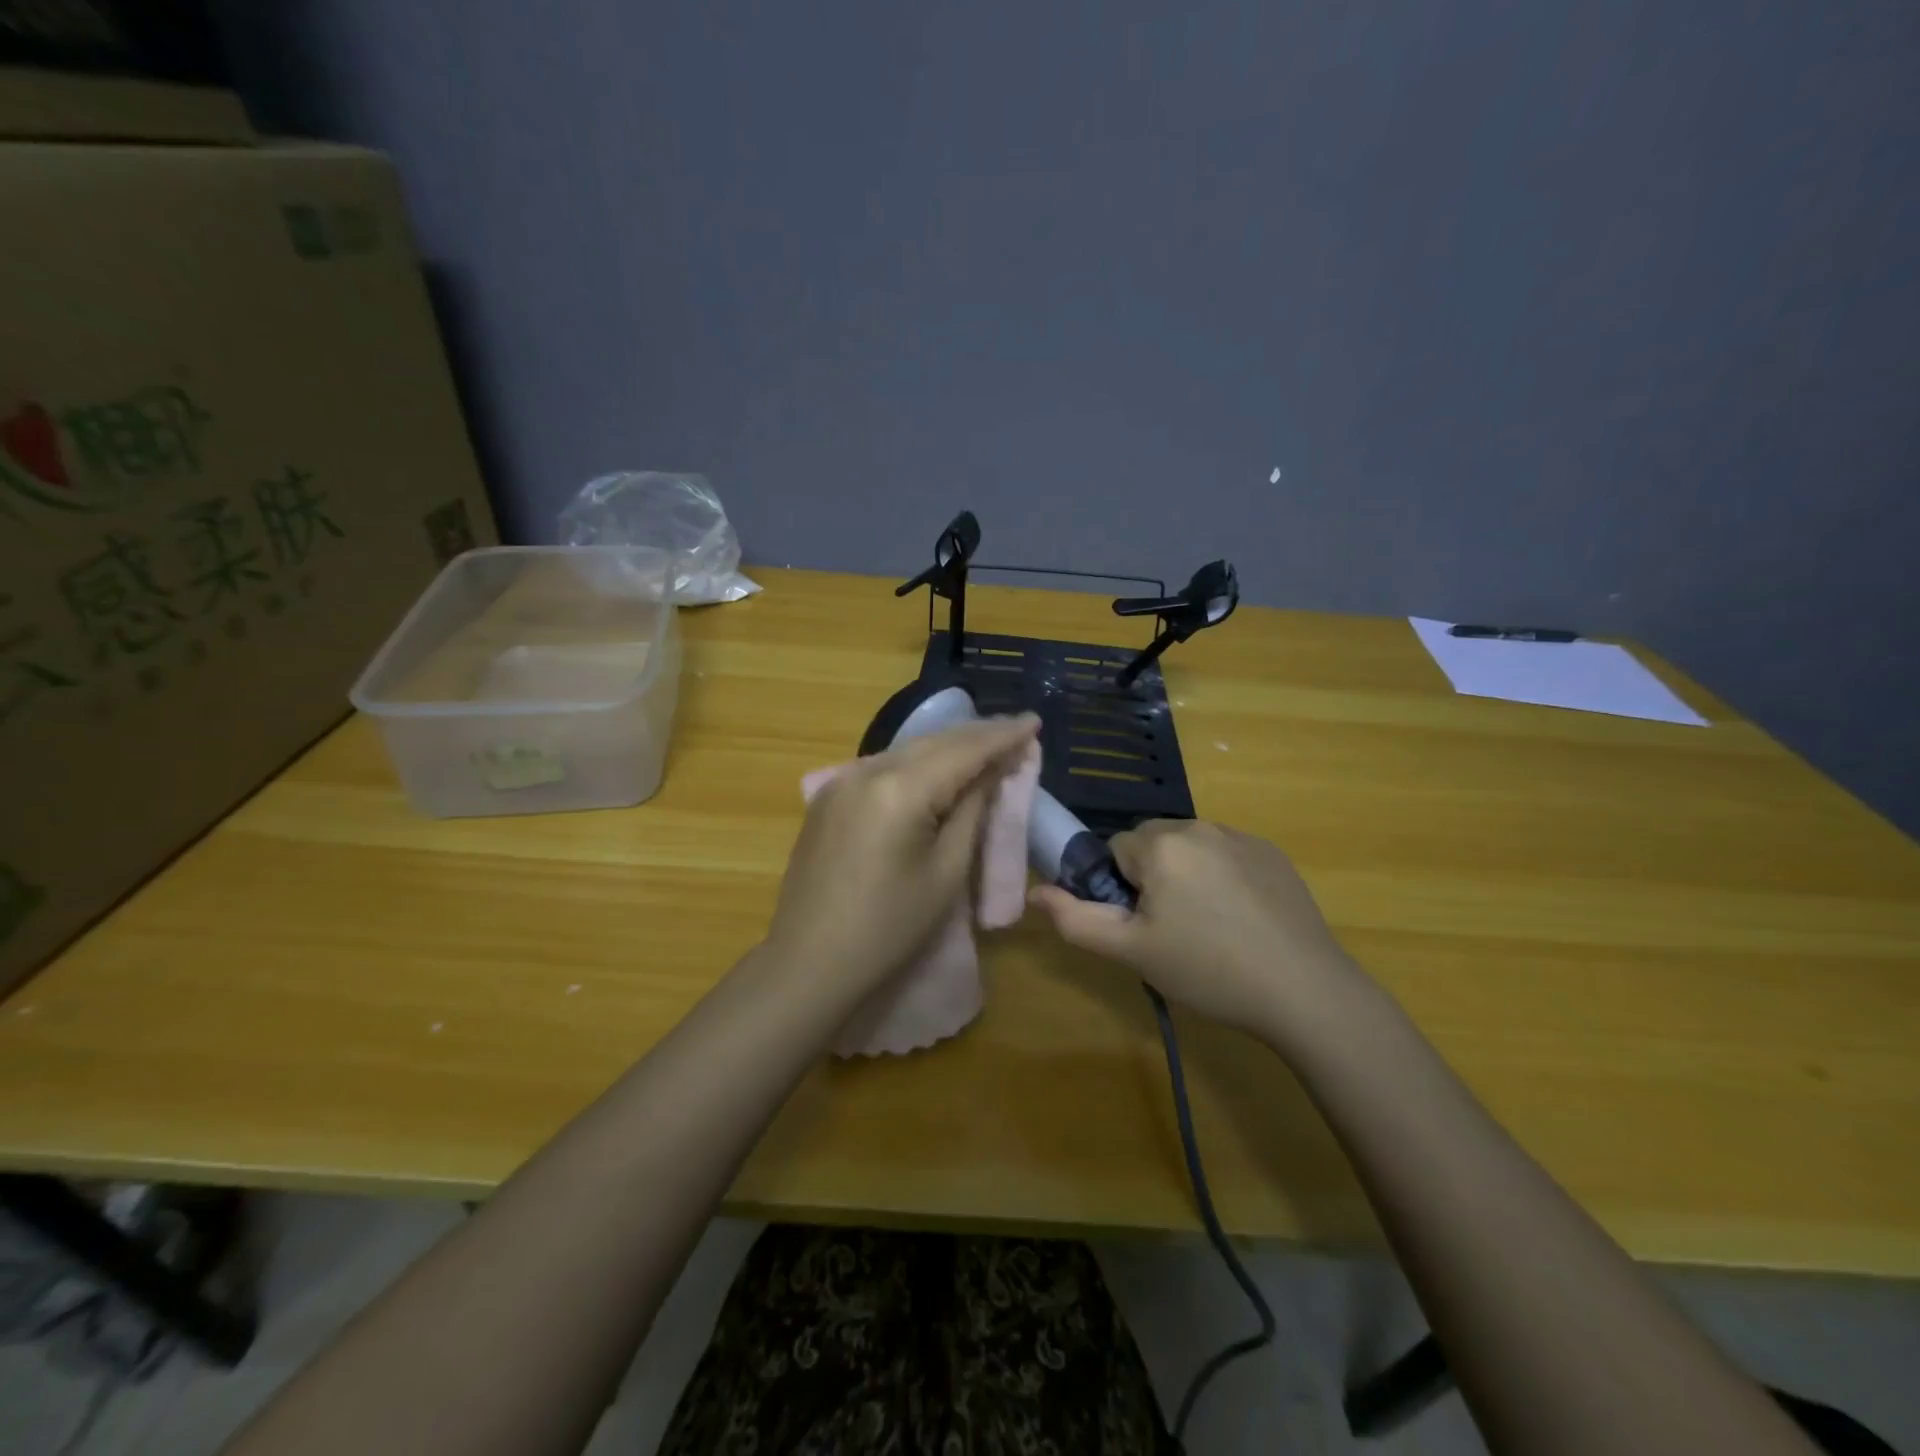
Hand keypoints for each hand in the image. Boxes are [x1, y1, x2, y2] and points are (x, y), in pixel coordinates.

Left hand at [765, 715, 1040, 1002]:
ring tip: (985, 746)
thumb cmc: (890, 928)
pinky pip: (883, 767)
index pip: (963, 750)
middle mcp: (866, 770)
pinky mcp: (828, 797)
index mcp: (899, 788)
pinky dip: (917, 763)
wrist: (810, 962)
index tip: (1034, 721)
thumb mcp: (946, 871)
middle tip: (1016, 733)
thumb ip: (971, 810)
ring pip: (907, 751)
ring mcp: (840, 781)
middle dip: (977, 736)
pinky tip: (936, 768)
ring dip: (947, 747)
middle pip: (933, 742)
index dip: (1003, 736)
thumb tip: (991, 771)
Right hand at [1030, 819, 1361, 1041]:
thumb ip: (1075, 920)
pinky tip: (1241, 919)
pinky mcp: (1271, 852)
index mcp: (1160, 845)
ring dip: (1186, 874)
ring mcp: (1240, 836)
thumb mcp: (1132, 952)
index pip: (1115, 850)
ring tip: (1208, 927)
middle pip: (1151, 843)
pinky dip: (1221, 876)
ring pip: (1189, 847)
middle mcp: (1198, 826)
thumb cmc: (1208, 970)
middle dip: (1151, 876)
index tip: (1141, 925)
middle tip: (1171, 929)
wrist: (1305, 990)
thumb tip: (1035, 893)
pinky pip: (1226, 853)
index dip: (1120, 888)